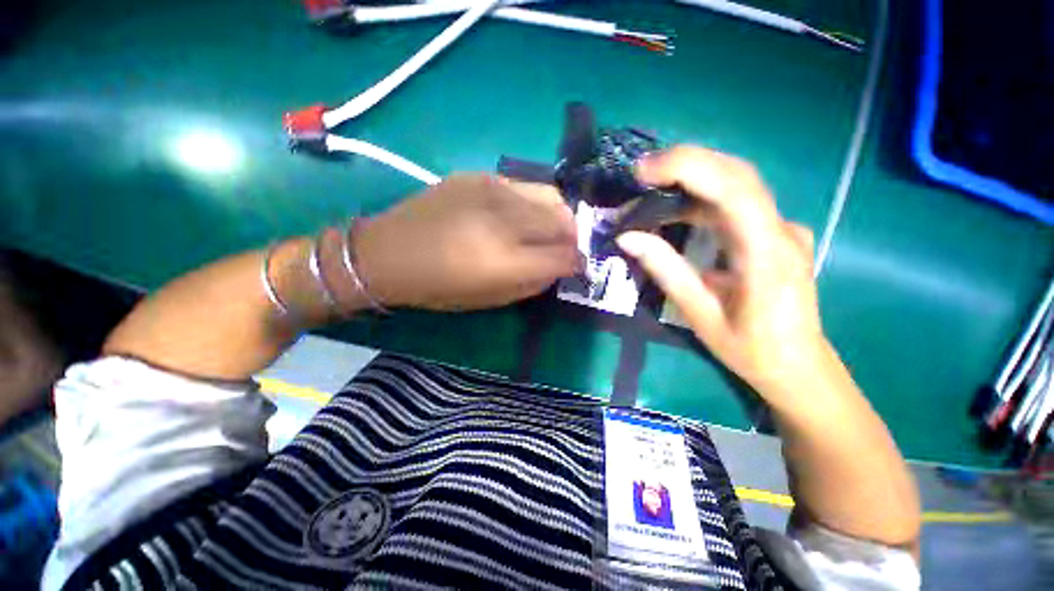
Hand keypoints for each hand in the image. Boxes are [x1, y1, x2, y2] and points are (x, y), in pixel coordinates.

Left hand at [354, 174, 579, 310]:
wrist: (388, 252)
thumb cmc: (439, 287)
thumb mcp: (491, 300)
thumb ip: (534, 282)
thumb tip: (561, 266)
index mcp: (506, 260)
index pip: (566, 256)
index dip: (578, 263)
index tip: (577, 267)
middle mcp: (505, 220)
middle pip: (564, 221)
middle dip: (573, 237)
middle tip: (565, 248)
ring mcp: (492, 190)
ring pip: (551, 196)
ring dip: (558, 216)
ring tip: (548, 229)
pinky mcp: (478, 175)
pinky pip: (524, 186)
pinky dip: (533, 203)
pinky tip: (518, 215)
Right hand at [616, 146, 827, 396]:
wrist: (798, 366)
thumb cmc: (750, 349)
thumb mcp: (699, 314)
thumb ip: (666, 271)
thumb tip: (628, 237)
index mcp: (767, 255)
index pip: (734, 191)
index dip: (689, 169)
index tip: (643, 172)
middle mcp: (781, 231)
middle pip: (738, 175)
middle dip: (686, 164)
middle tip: (641, 173)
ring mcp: (782, 229)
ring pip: (737, 184)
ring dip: (691, 179)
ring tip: (650, 189)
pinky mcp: (774, 233)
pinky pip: (737, 203)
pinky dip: (701, 197)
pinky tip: (676, 209)